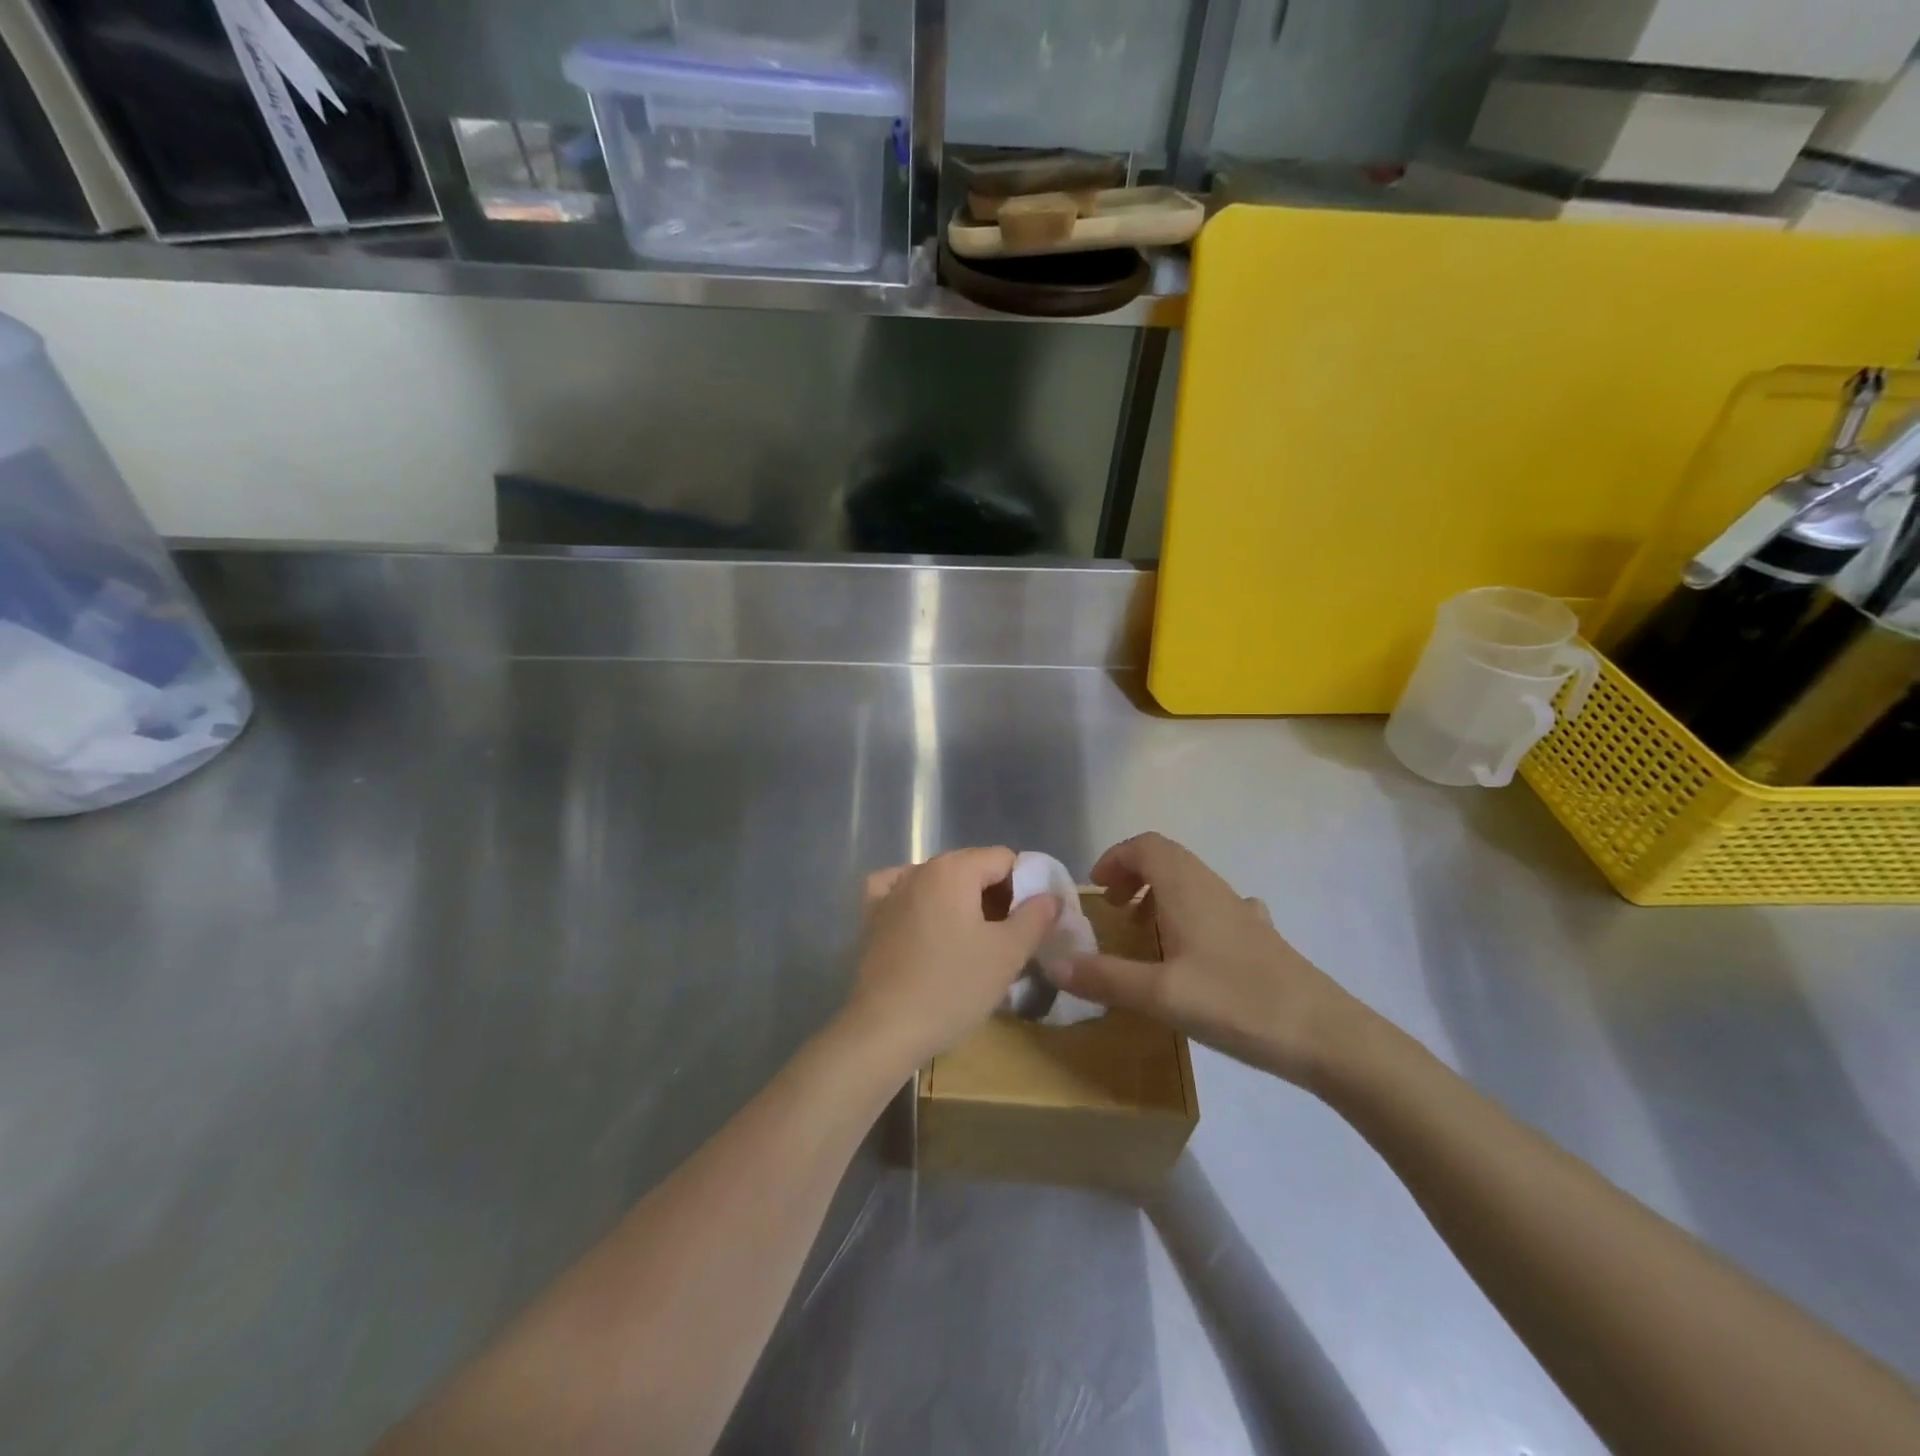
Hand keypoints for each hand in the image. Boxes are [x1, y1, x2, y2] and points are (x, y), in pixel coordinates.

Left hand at [844, 847, 1059, 1068]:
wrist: (884, 1030)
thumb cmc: (952, 988)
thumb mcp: (1007, 954)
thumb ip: (1036, 917)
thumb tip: (1050, 895)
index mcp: (954, 869)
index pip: (1004, 859)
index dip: (1026, 885)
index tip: (1032, 922)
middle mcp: (920, 869)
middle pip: (971, 867)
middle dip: (995, 895)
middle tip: (1008, 937)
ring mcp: (890, 890)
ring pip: (939, 882)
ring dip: (961, 902)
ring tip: (972, 941)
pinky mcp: (871, 915)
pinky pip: (902, 892)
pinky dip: (920, 900)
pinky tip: (926, 921)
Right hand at [1053, 832, 1366, 1085]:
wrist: (1326, 1035)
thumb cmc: (1237, 1002)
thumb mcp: (1160, 995)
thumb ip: (1105, 978)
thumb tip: (1053, 964)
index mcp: (1187, 889)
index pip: (1146, 846)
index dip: (1116, 857)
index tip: (1096, 888)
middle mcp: (1214, 889)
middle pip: (1168, 859)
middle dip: (1133, 875)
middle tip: (1114, 911)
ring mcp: (1241, 912)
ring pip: (1192, 883)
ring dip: (1160, 895)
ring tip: (1145, 934)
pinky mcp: (1260, 938)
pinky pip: (1215, 908)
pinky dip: (1190, 916)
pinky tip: (1193, 954)